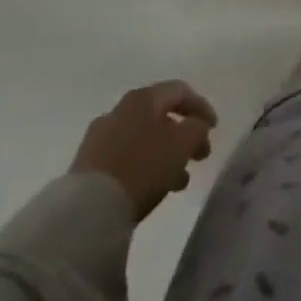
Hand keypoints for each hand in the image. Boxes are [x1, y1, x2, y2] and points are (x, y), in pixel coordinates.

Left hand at [70, 80, 217, 219]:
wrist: (87, 210)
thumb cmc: (143, 166)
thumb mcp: (183, 143)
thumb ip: (197, 128)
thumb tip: (195, 126)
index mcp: (143, 98)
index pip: (180, 91)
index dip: (201, 106)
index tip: (214, 128)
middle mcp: (120, 110)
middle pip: (160, 115)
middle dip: (183, 135)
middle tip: (199, 155)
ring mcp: (100, 137)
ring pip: (143, 138)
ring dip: (165, 154)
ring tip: (179, 180)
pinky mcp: (87, 165)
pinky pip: (126, 157)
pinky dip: (145, 166)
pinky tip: (153, 188)